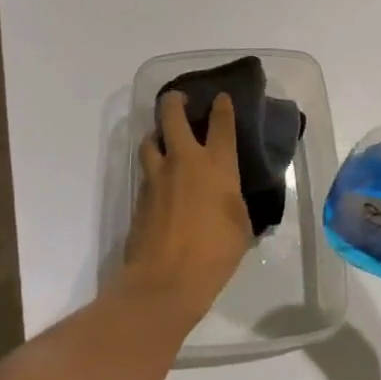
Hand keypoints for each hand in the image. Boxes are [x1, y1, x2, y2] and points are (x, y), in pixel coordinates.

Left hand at [123, 91, 253, 319]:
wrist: (164, 282)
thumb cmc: (214, 254)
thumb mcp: (241, 227)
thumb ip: (234, 204)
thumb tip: (229, 199)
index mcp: (216, 165)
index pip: (221, 123)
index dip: (222, 106)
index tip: (221, 97)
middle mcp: (184, 161)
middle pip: (172, 115)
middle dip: (174, 100)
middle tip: (179, 99)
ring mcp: (157, 177)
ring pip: (150, 139)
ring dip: (157, 134)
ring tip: (164, 139)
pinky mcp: (139, 197)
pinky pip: (146, 171)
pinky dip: (153, 167)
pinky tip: (160, 179)